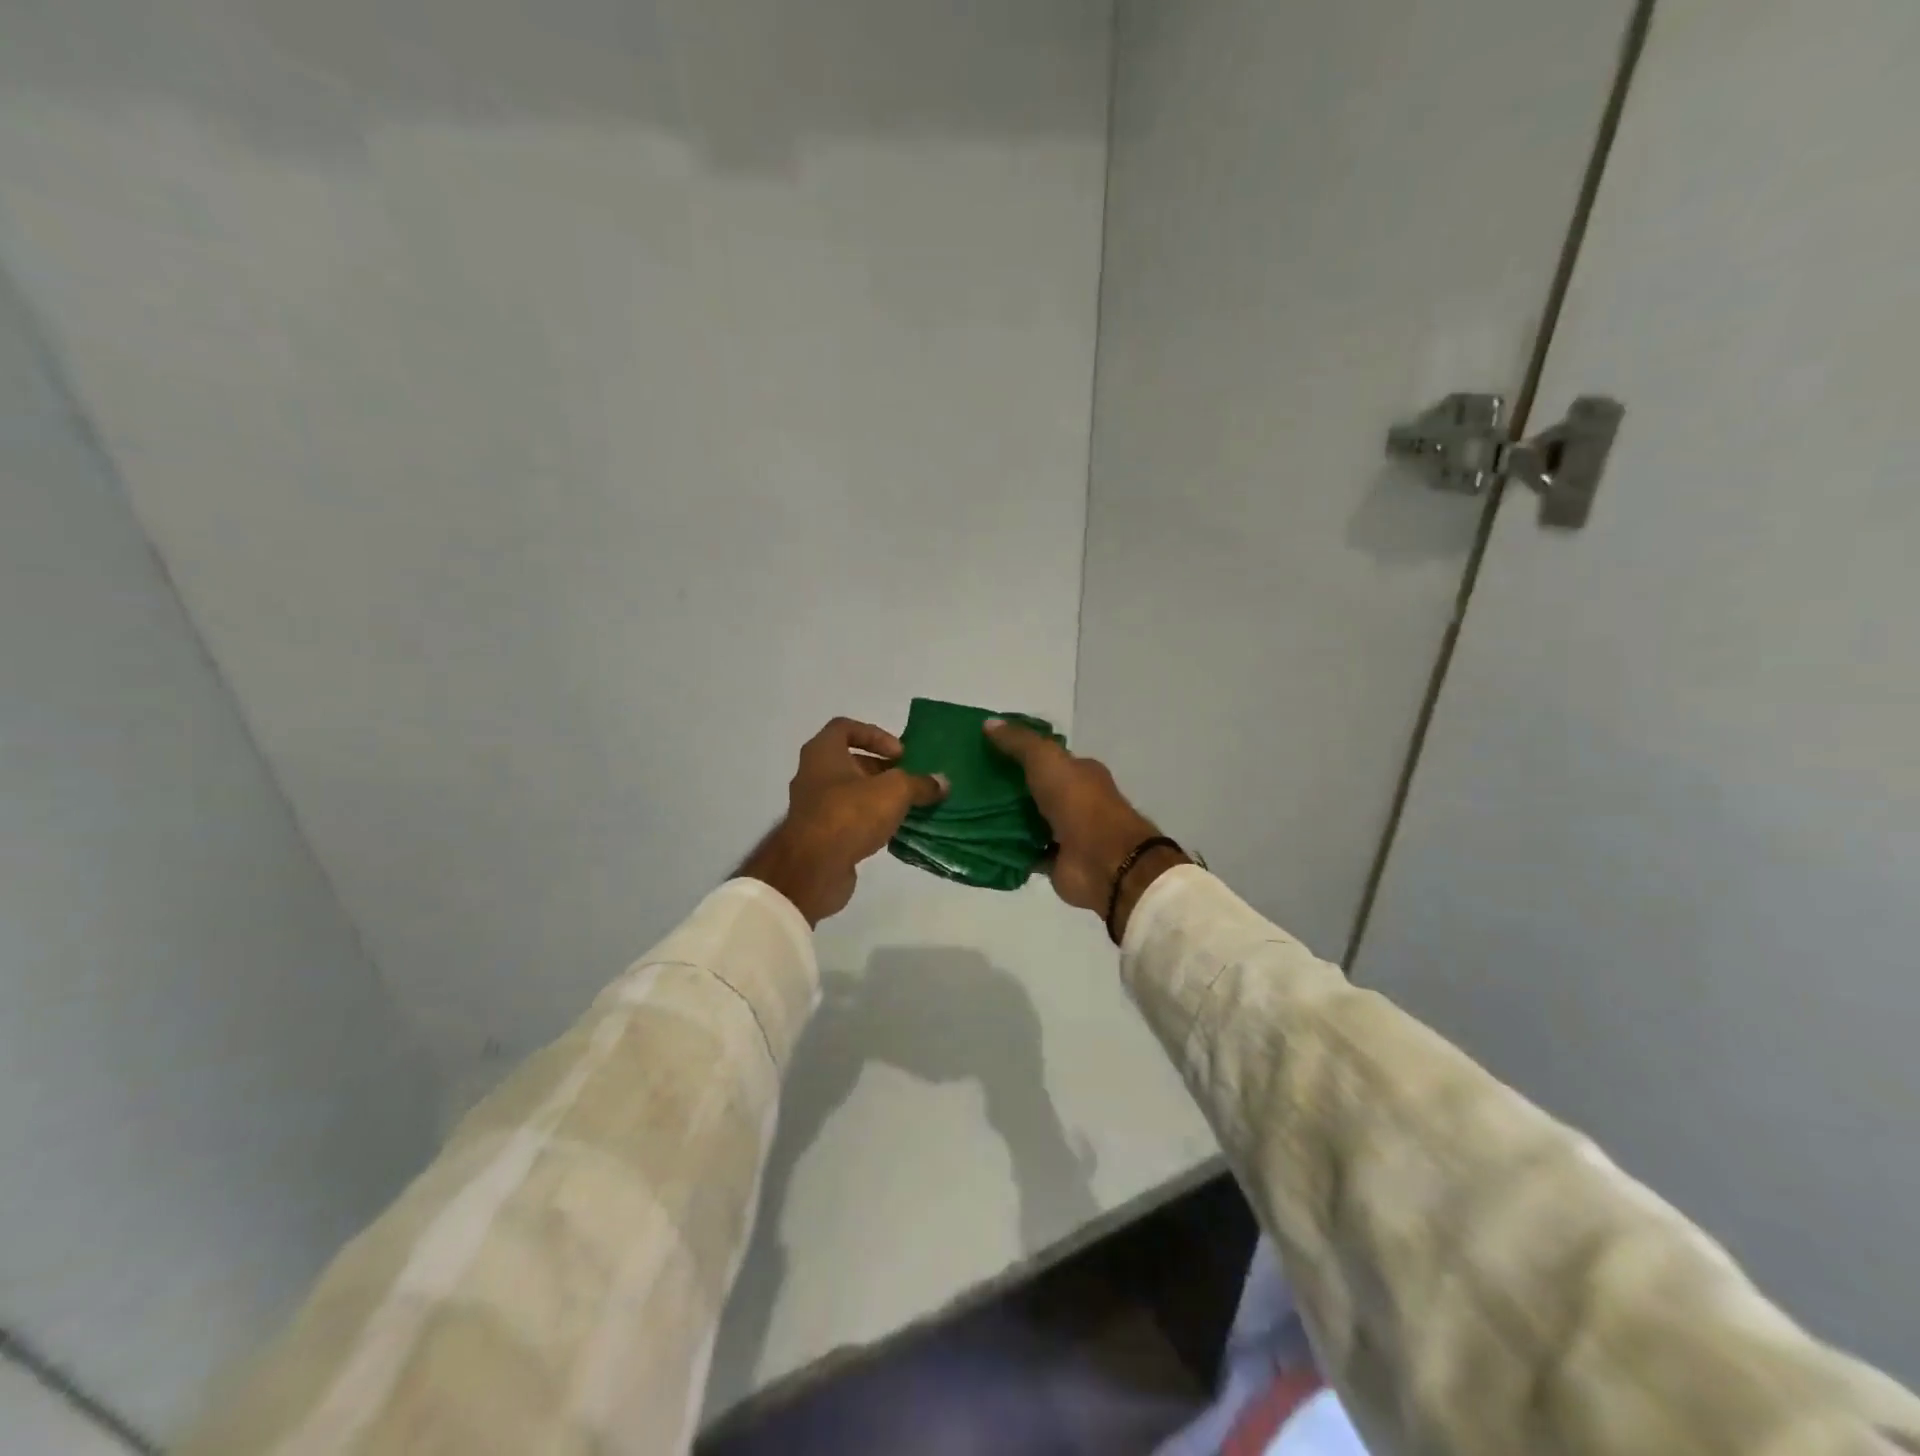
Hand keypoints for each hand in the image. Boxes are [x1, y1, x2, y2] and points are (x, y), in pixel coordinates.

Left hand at [739, 718, 947, 924]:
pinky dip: (870, 822)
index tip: (899, 754)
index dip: (875, 735)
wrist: (813, 868)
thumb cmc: (850, 813)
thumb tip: (943, 782)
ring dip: (878, 797)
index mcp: (822, 753)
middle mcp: (813, 775)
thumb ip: (920, 784)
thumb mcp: (895, 791)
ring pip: (851, 793)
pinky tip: (893, 832)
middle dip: (882, 770)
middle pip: (851, 762)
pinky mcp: (819, 836)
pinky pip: (849, 820)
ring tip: (908, 807)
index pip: (845, 727)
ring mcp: (813, 807)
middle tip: (909, 781)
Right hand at [982, 719, 1188, 938]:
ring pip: (1028, 821)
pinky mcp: (1054, 860)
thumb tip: (988, 722)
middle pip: (1034, 790)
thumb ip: (1019, 741)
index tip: (983, 751)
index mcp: (1079, 772)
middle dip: (1004, 787)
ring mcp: (1065, 832)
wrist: (1102, 860)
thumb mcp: (1046, 759)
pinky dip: (1005, 849)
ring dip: (1002, 818)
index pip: (1046, 758)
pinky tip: (978, 841)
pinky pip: (1024, 852)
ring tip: (965, 811)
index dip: (1017, 752)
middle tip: (966, 783)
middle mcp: (1074, 800)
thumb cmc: (1077, 801)